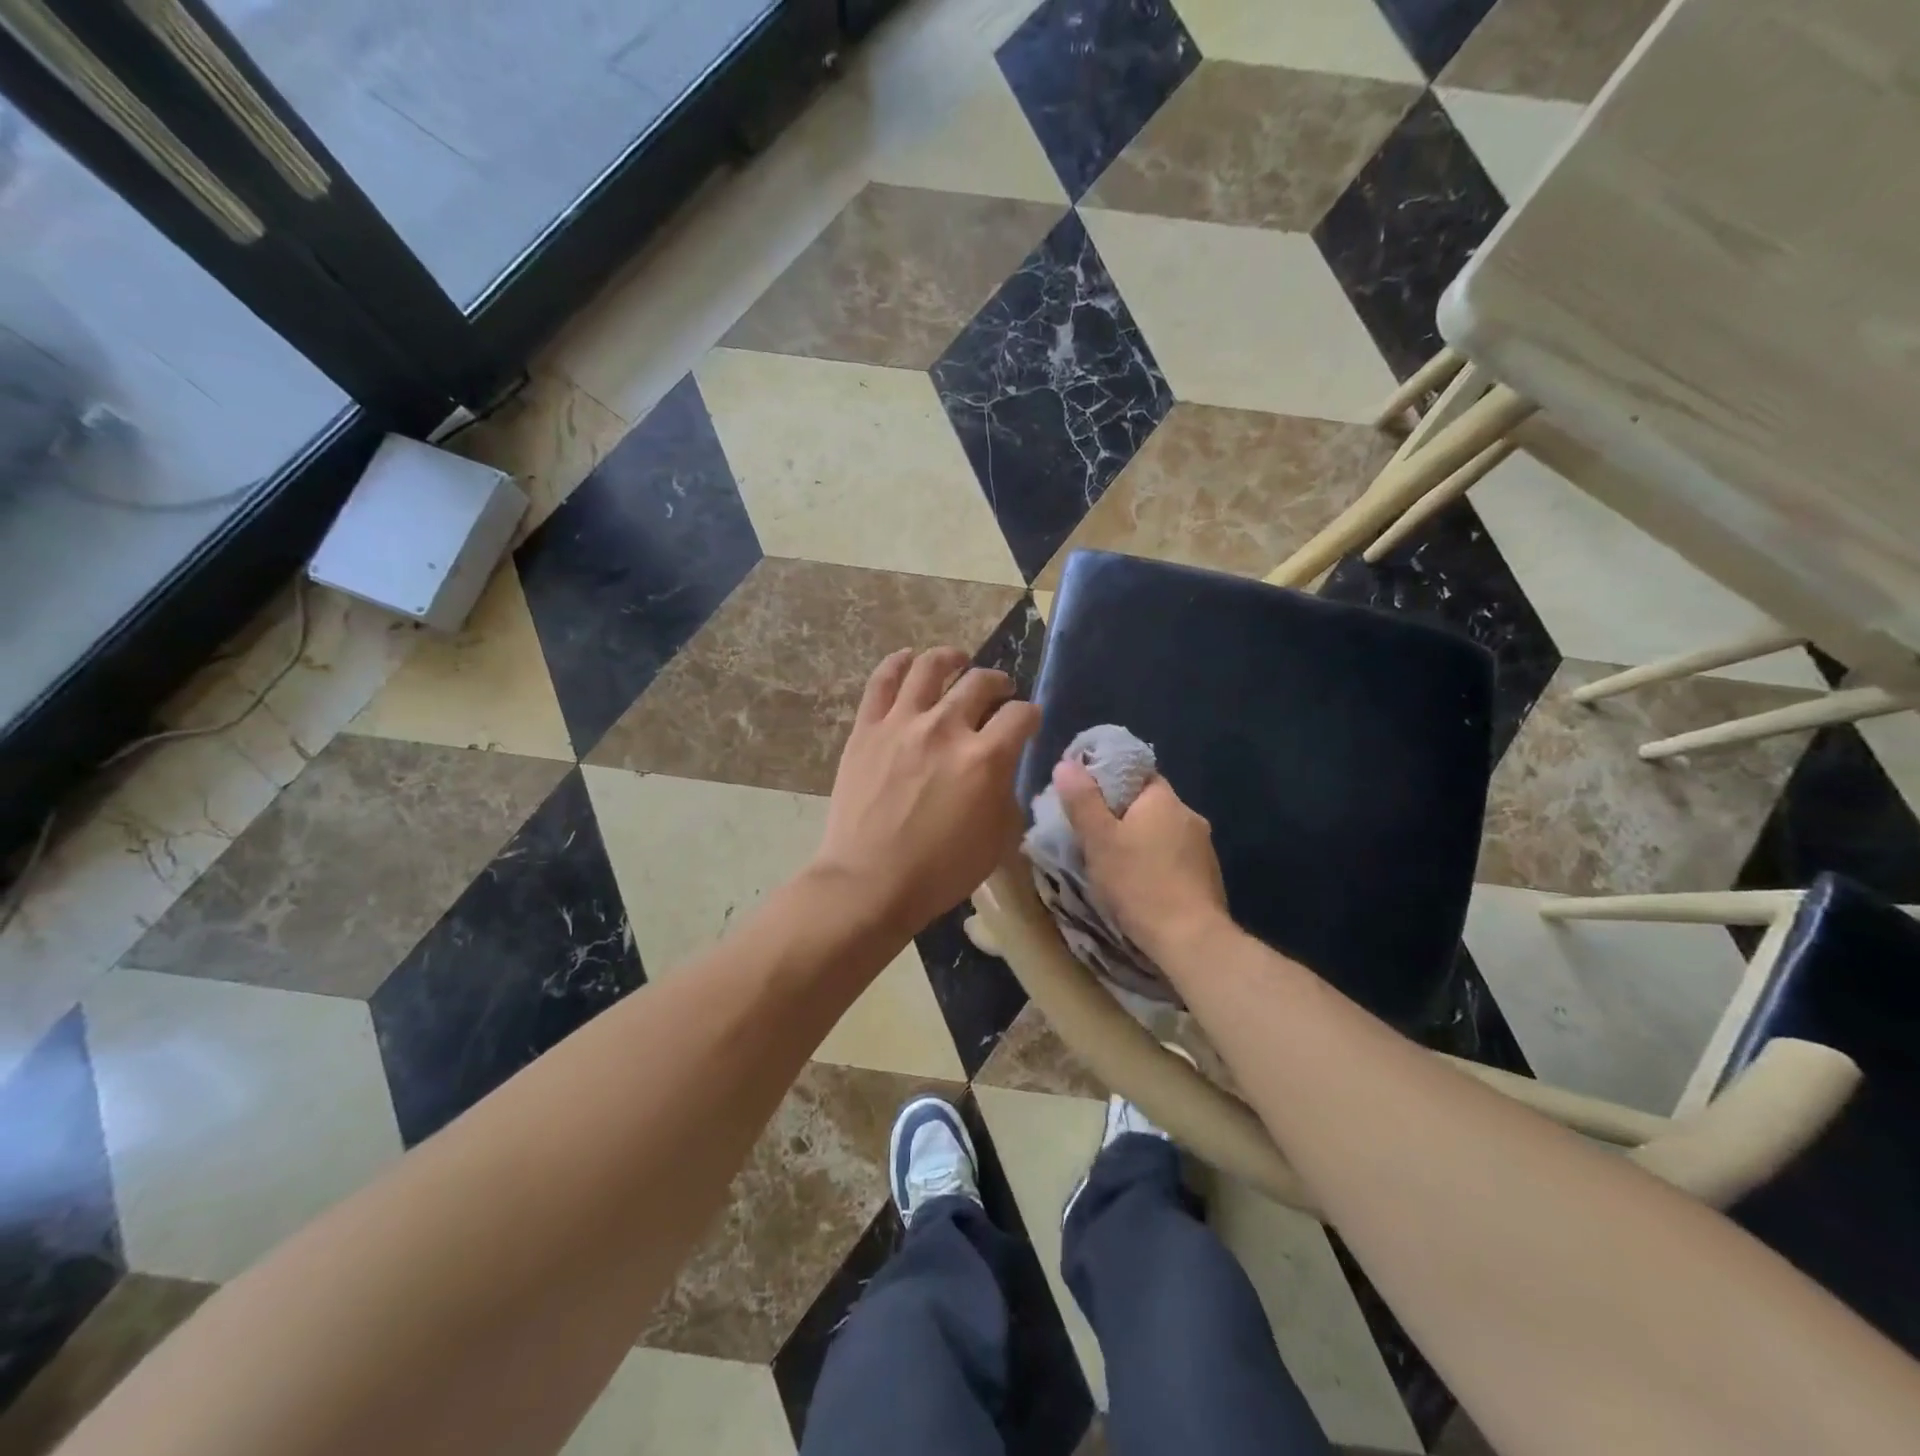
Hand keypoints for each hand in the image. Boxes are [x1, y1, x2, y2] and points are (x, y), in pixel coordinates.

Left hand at [816, 647, 1041, 936]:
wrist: (869, 882)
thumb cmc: (940, 871)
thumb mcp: (998, 840)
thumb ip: (1007, 794)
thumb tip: (1002, 771)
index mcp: (985, 758)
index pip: (1021, 714)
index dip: (1031, 714)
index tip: (1028, 721)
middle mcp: (946, 728)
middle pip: (980, 682)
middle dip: (998, 683)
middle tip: (999, 692)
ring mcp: (902, 723)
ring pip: (930, 667)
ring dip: (951, 658)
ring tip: (957, 661)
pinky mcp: (867, 728)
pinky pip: (883, 681)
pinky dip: (898, 663)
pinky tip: (908, 659)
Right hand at [1052, 760, 1229, 961]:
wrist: (1190, 940)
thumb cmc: (1139, 883)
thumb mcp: (1099, 840)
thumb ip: (1082, 800)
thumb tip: (1066, 764)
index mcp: (1164, 799)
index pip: (1136, 774)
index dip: (1109, 781)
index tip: (1086, 799)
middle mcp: (1189, 815)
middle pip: (1149, 804)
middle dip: (1122, 815)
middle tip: (1092, 834)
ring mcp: (1203, 847)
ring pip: (1162, 832)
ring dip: (1140, 841)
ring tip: (1114, 862)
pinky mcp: (1208, 876)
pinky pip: (1174, 857)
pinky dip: (1156, 863)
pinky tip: (1141, 883)